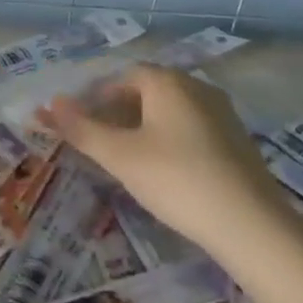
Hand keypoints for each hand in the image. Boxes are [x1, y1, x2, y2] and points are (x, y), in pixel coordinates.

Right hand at [42, 65, 282, 250]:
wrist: (252, 225)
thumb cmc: (177, 180)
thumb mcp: (120, 157)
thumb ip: (82, 129)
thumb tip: (50, 105)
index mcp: (167, 81)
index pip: (122, 77)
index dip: (96, 98)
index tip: (81, 125)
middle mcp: (196, 87)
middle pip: (146, 91)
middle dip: (118, 112)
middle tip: (99, 144)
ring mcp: (222, 113)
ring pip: (170, 111)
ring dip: (144, 128)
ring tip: (127, 160)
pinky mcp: (237, 141)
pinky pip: (192, 129)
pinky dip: (170, 141)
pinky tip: (165, 172)